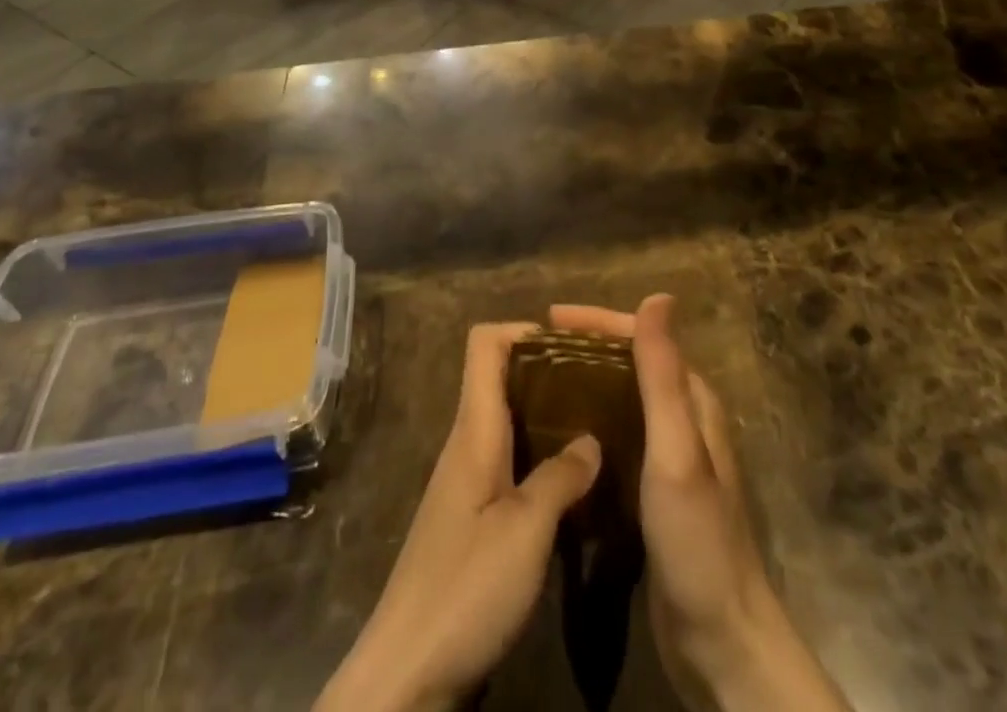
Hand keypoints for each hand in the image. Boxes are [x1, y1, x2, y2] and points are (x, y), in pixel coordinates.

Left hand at [315, 323, 601, 711]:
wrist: (406, 676)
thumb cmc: (465, 590)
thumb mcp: (525, 532)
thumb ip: (561, 478)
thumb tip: (592, 439)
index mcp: (474, 430)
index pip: (484, 344)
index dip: (524, 330)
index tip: (573, 344)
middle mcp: (468, 444)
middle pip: (501, 378)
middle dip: (548, 370)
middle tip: (600, 383)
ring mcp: (468, 482)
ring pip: (509, 422)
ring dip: (549, 416)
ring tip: (598, 424)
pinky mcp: (473, 519)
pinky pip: (511, 463)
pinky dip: (542, 457)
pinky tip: (575, 482)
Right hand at [549, 296, 847, 711]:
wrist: (722, 641)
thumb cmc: (697, 539)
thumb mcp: (677, 450)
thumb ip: (664, 374)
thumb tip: (659, 296)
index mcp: (692, 401)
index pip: (642, 338)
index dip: (597, 322)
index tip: (549, 319)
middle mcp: (683, 419)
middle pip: (629, 364)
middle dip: (585, 349)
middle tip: (534, 351)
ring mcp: (669, 457)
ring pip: (621, 400)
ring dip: (584, 384)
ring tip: (537, 385)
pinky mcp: (653, 491)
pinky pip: (616, 438)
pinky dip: (588, 424)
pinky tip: (559, 437)